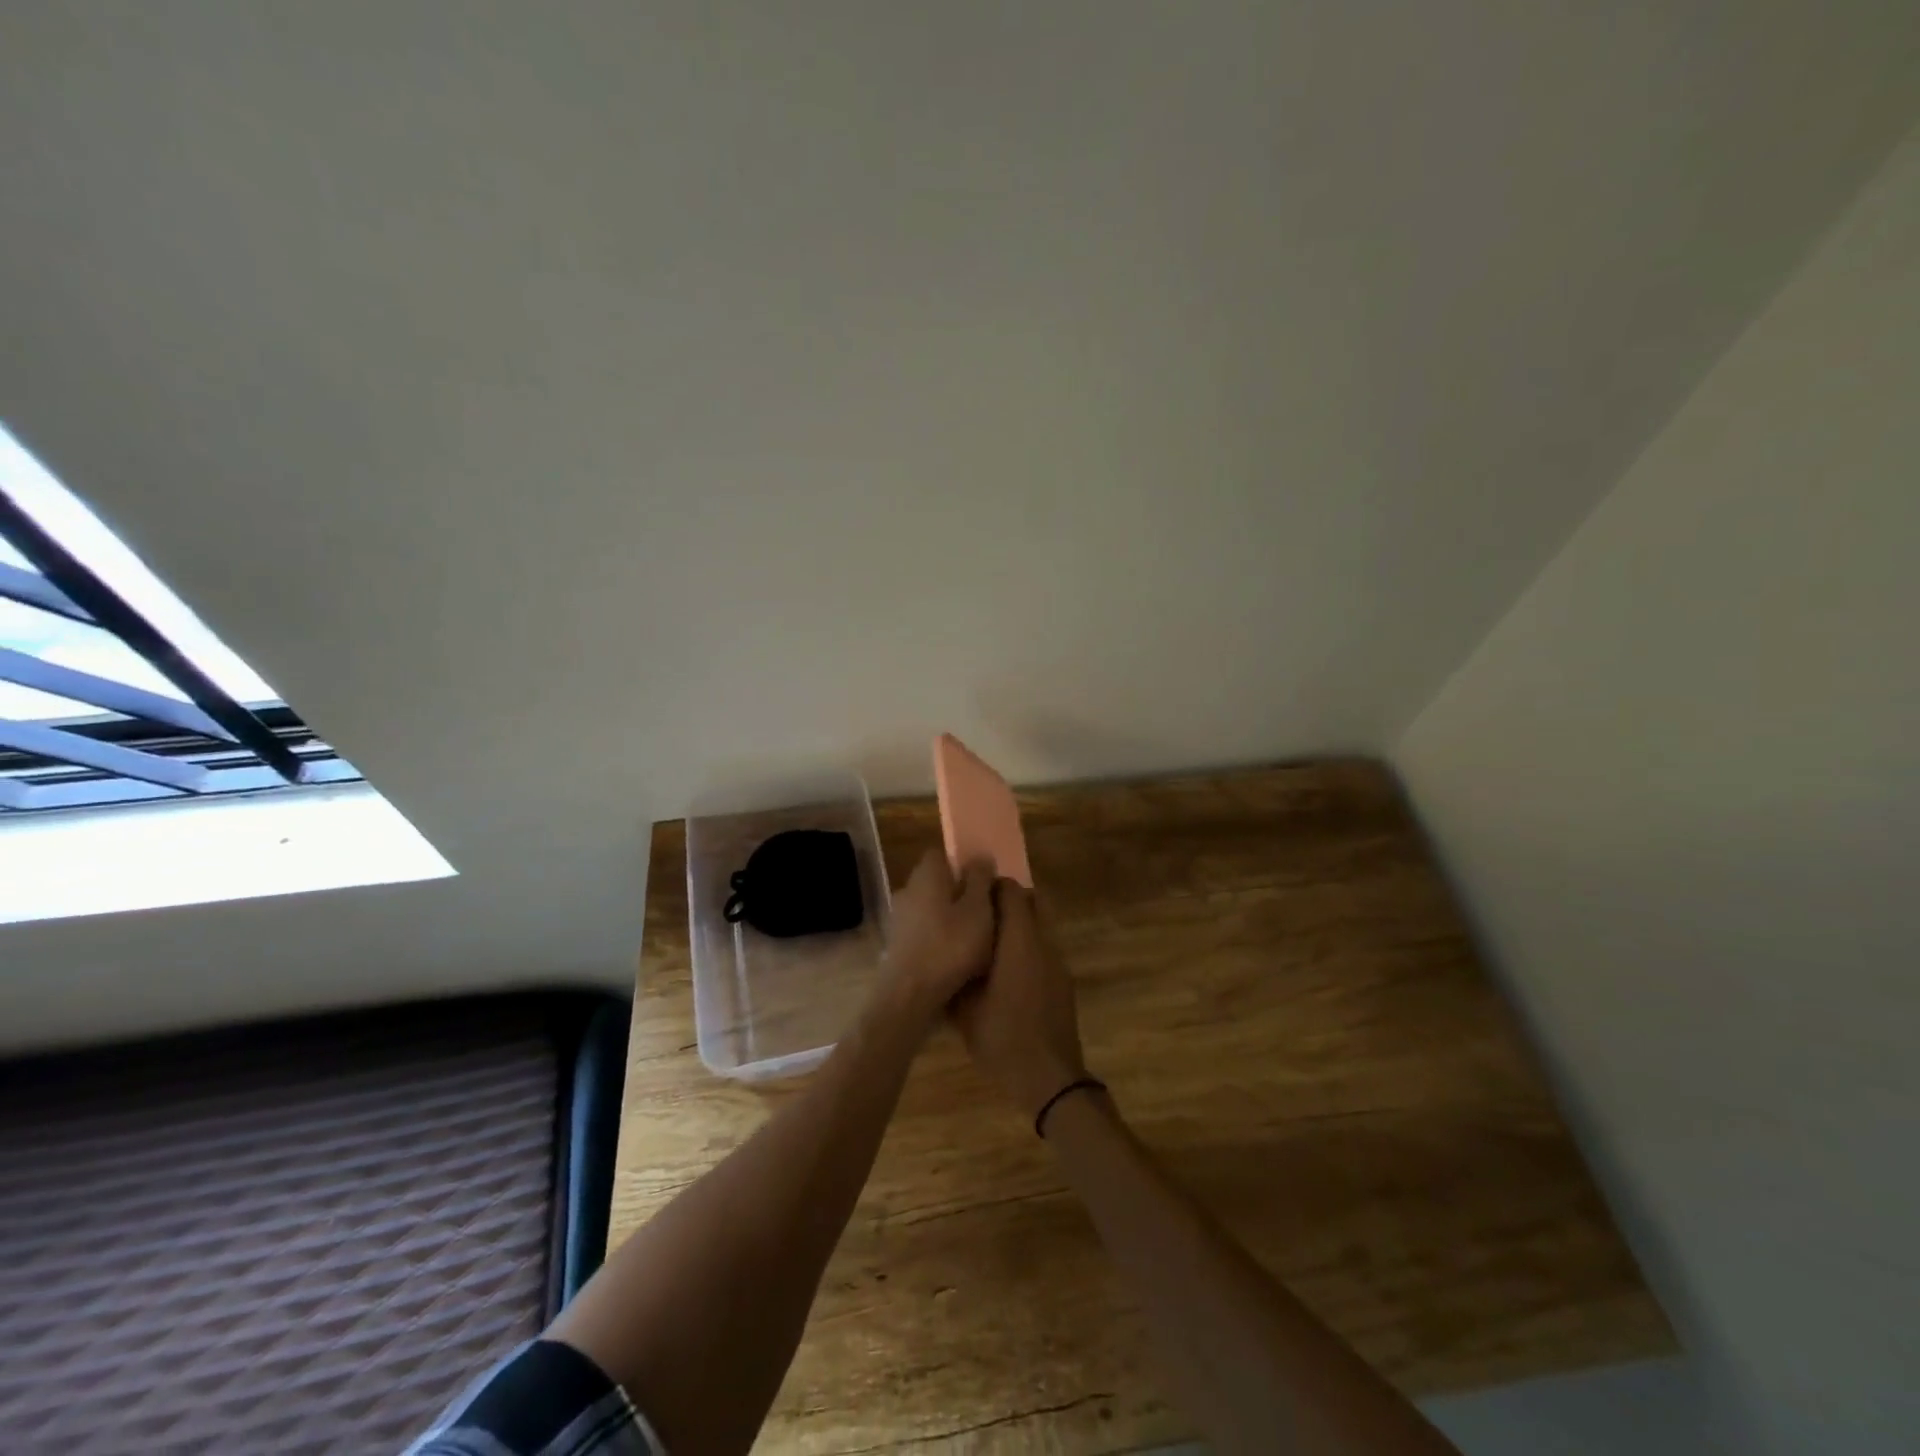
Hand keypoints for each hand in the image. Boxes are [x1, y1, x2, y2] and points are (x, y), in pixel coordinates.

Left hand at [878, 849, 995, 1027]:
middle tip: (986, 910)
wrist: (910, 995)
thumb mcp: (978, 909)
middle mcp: (908, 889)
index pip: (942, 854)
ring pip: (931, 907)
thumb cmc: (950, 946)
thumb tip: (980, 857)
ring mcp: (899, 918)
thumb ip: (980, 880)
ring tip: (976, 938)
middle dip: (959, 892)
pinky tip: (956, 957)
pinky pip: (924, 931)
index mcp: (927, 874)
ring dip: (950, 917)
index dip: (964, 863)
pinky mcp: (897, 944)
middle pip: (937, 881)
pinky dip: (939, 938)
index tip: (985, 880)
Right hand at [951, 880, 1089, 1117]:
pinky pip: (1045, 946)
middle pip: (1031, 900)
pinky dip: (1028, 945)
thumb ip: (957, 970)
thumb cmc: (1002, 1037)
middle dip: (1006, 901)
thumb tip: (946, 947)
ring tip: (990, 945)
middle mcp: (1043, 941)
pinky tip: (1007, 971)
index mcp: (1019, 940)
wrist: (1049, 1077)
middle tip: (978, 918)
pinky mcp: (1063, 979)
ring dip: (1019, 923)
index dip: (989, 888)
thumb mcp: (964, 1007)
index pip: (1011, 890)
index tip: (968, 898)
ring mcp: (1058, 960)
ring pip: (1041, 923)